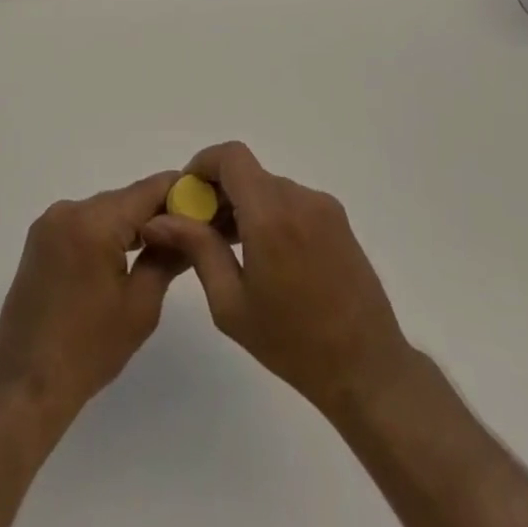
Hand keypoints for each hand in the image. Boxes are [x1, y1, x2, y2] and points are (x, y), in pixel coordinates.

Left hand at [0, 171, 190, 428]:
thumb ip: (167, 257)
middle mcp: (69, 209)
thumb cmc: (88, 350)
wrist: (25, 384)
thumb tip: (191, 229)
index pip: (147, 190)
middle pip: (125, 198)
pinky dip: (107, 233)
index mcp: (93, 222)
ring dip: (131, 224)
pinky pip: (85, 223)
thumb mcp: (141, 305)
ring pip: (105, 210)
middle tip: (190, 230)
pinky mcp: (41, 238)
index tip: (206, 202)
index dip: (179, 192)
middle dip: (157, 211)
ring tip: (163, 246)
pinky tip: (125, 256)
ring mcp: (50, 222)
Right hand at [139, 141, 411, 416]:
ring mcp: (323, 206)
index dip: (203, 164)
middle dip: (219, 192)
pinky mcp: (338, 219)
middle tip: (202, 231)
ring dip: (245, 205)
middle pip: (248, 173)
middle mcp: (299, 198)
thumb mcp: (231, 303)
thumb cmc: (292, 344)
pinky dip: (270, 213)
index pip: (231, 156)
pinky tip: (266, 256)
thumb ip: (197, 249)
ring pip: (269, 187)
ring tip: (232, 250)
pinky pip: (291, 201)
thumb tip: (159, 219)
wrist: (367, 370)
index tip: (187, 196)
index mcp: (270, 214)